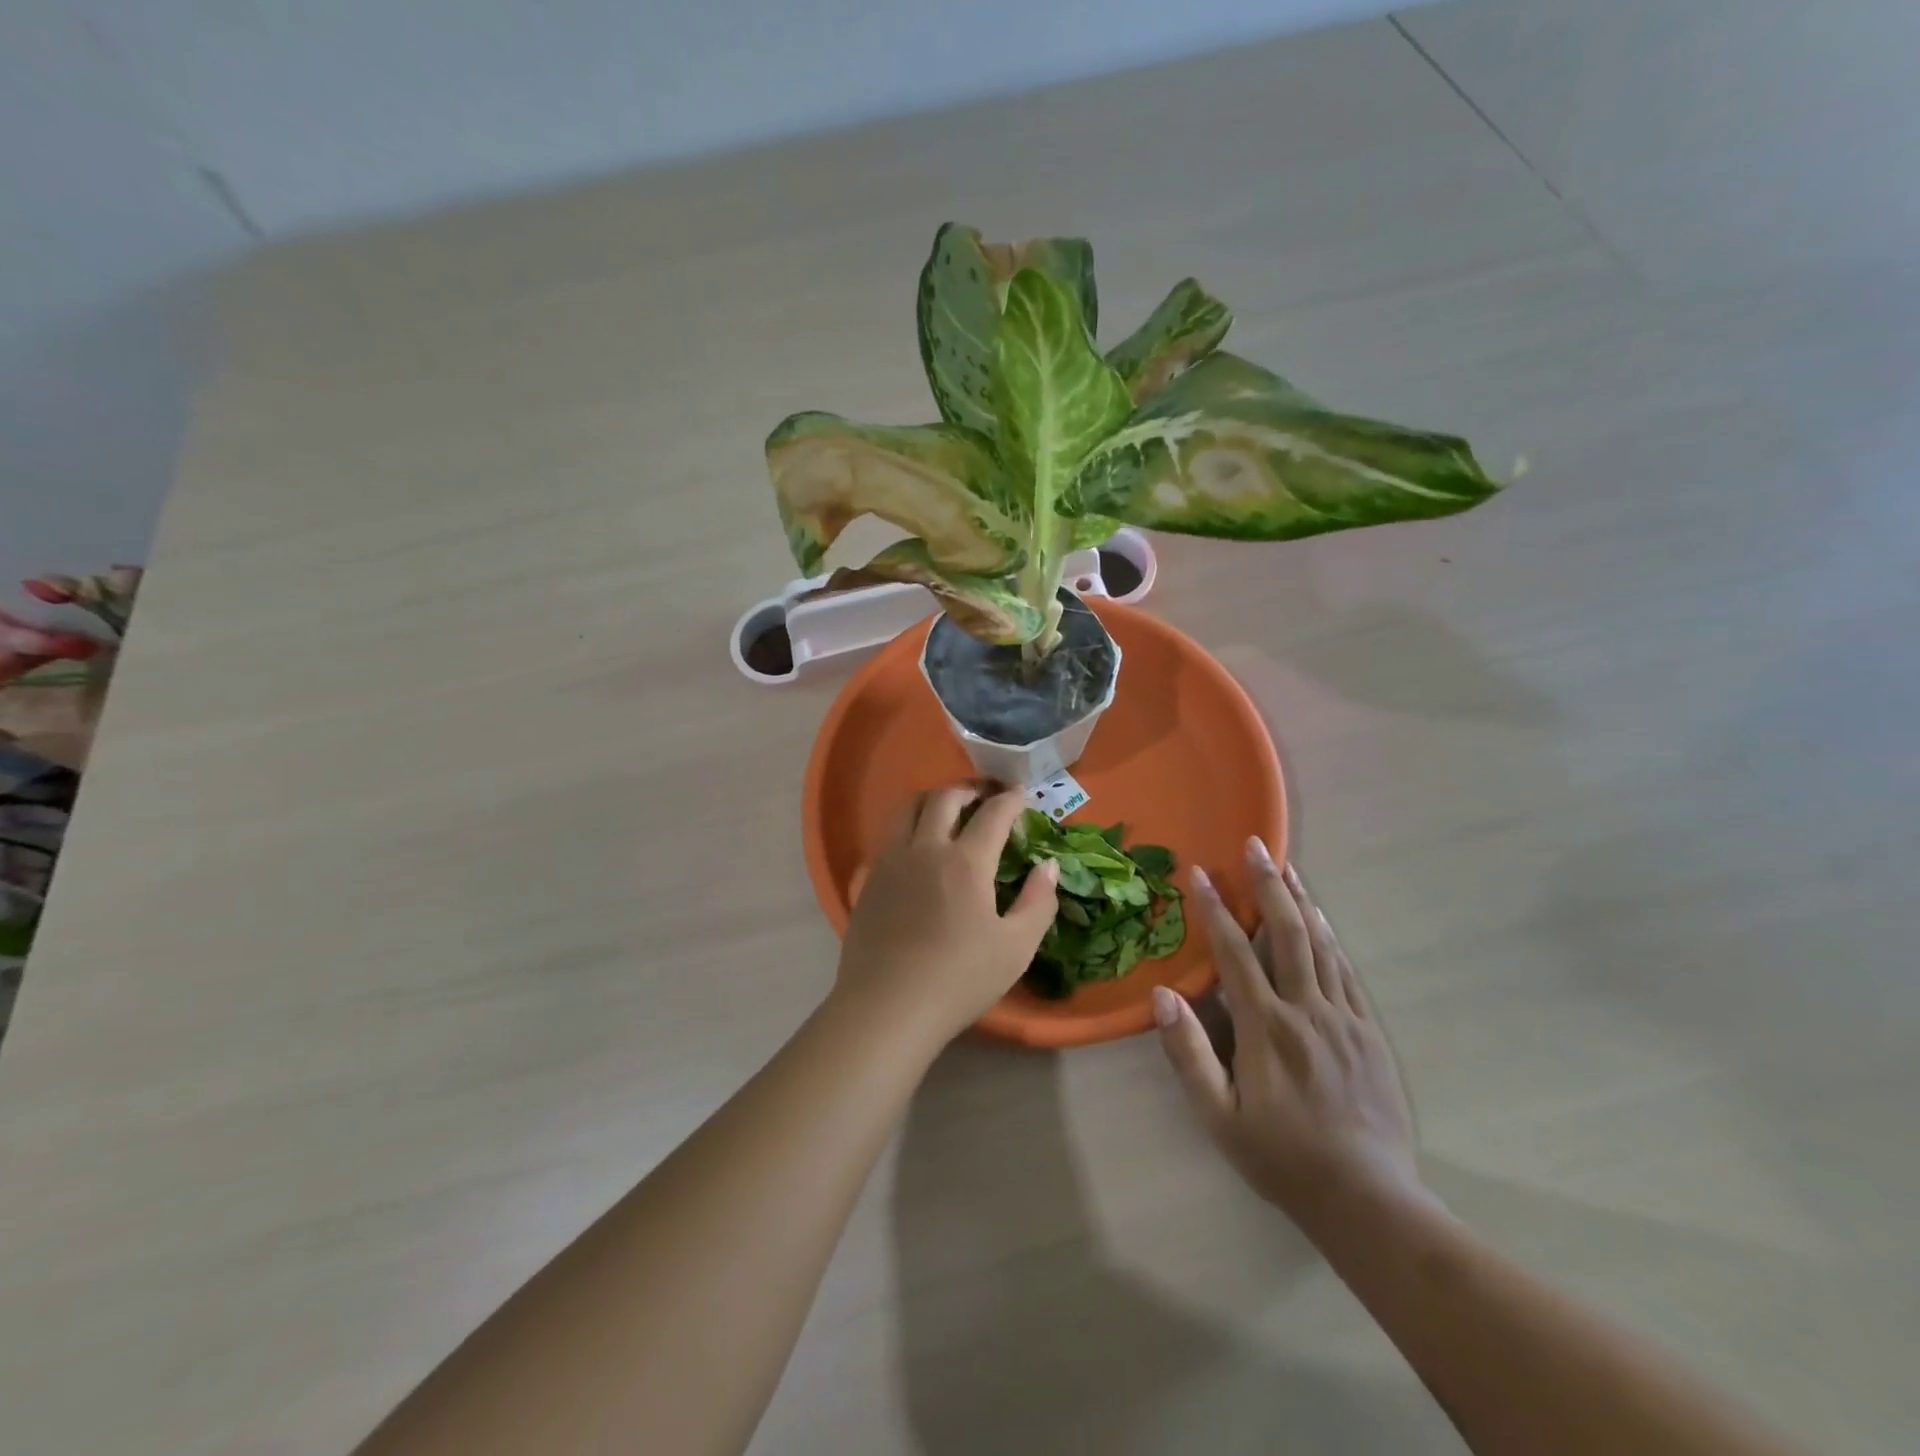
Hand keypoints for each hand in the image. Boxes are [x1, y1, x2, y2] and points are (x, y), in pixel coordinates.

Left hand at [835, 784, 1057, 1045]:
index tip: (1020, 794)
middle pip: (944, 798)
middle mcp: (925, 849)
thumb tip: (1047, 866)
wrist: (887, 1007)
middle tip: (985, 798)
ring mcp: (891, 861)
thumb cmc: (959, 979)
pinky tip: (917, 850)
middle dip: (969, 790)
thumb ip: (1039, 902)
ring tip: (949, 812)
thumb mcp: (1016, 948)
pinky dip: (909, 827)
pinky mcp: (868, 879)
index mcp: (966, 861)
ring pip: (908, 808)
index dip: (1010, 800)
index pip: (992, 814)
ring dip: (933, 800)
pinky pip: (889, 836)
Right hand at [1152, 839, 1426, 1223]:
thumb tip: (1162, 996)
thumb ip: (1188, 1054)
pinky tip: (1321, 919)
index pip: (1234, 954)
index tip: (1202, 874)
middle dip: (1268, 885)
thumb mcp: (1219, 1117)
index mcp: (1265, 1028)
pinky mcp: (1368, 1031)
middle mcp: (1306, 1010)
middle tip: (1256, 844)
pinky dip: (1330, 937)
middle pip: (1286, 933)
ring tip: (1287, 866)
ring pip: (1320, 944)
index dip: (1216, 910)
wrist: (1369, 1200)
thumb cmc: (1282, 1157)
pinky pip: (1347, 971)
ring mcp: (1343, 1018)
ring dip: (1301, 901)